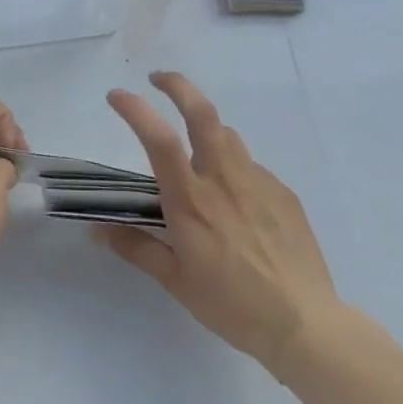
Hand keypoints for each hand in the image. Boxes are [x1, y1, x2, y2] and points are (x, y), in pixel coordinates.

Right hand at [97, 72, 340, 375]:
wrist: (304, 325)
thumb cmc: (231, 304)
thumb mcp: (175, 281)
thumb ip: (137, 248)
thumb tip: (98, 230)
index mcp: (191, 198)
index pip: (158, 138)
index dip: (135, 109)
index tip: (116, 95)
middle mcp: (223, 178)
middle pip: (202, 112)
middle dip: (177, 85)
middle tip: (158, 78)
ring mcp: (258, 181)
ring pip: (227, 136)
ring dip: (206, 130)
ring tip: (197, 151)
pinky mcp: (283, 193)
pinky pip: (251, 168)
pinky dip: (235, 170)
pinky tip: (237, 202)